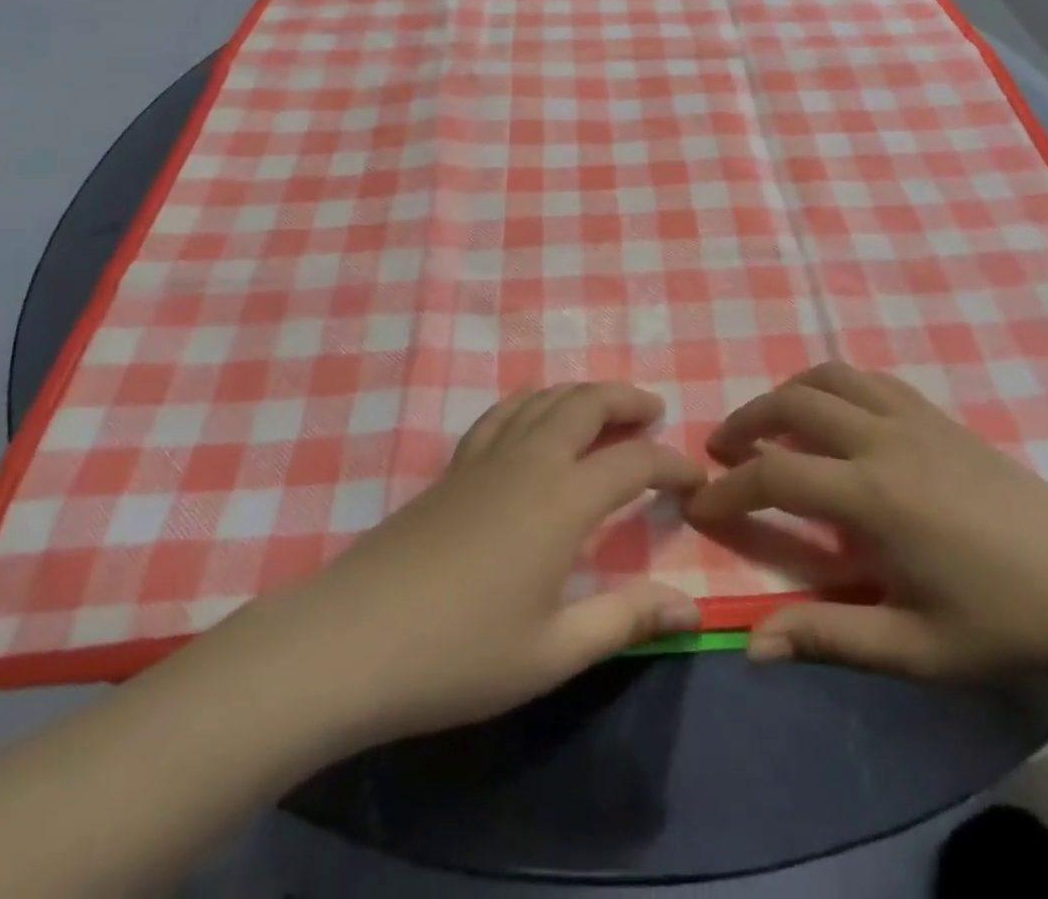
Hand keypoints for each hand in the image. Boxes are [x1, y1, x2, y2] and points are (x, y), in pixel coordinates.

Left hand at [252, 383, 705, 748]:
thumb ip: (625, 620)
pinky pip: (503, 413)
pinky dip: (533, 402)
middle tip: (653, 411)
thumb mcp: (553, 651)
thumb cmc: (460, 654)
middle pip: (586, 403)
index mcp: (562, 500)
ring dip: (581, 393)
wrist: (350, 642)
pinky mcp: (453, 468)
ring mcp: (485, 459)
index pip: (634, 461)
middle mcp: (529, 461)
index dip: (672, 463)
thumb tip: (690, 606)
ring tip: (604, 408)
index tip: (696, 478)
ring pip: (543, 398)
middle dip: (626, 399)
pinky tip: (534, 419)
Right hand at [686, 362, 1047, 681]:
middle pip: (792, 404)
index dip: (728, 489)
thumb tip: (753, 644)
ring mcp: (914, 418)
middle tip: (720, 450)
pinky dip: (832, 386)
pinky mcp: (938, 414)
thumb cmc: (1006, 623)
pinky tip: (832, 415)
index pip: (775, 476)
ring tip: (768, 424)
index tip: (698, 503)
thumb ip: (830, 637)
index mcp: (875, 497)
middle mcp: (885, 440)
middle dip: (745, 422)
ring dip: (786, 393)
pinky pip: (869, 379)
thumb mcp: (917, 648)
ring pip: (829, 377)